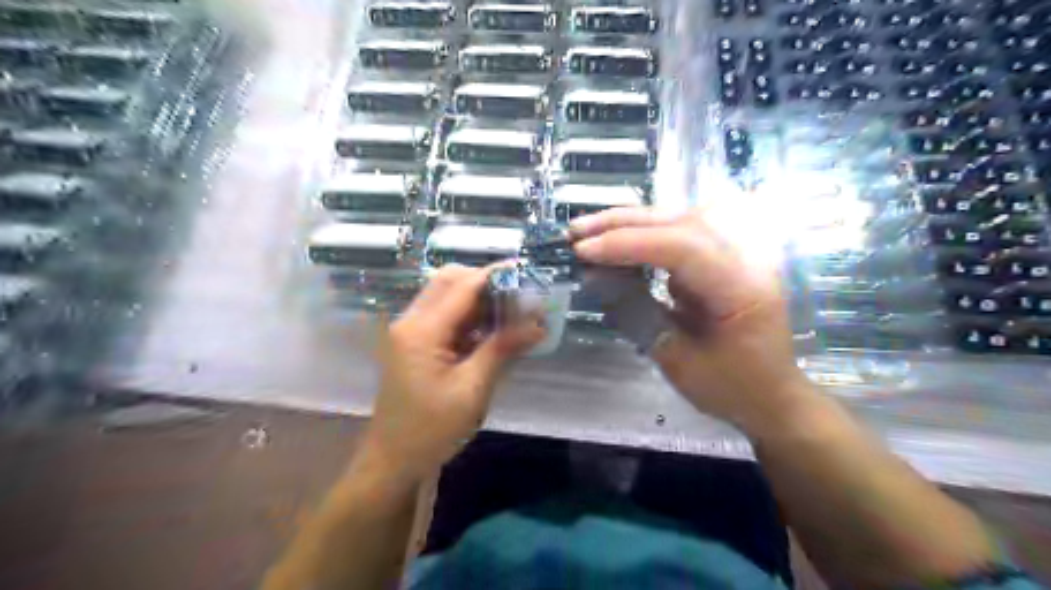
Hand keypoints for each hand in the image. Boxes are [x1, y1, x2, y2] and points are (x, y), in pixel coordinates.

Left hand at [361, 266, 542, 481]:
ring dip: (477, 298)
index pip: (463, 287)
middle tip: (518, 295)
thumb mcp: (472, 389)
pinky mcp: (412, 343)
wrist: (393, 460)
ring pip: (444, 295)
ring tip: (510, 311)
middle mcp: (410, 321)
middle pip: (449, 281)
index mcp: (422, 331)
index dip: (495, 275)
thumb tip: (537, 325)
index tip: (526, 270)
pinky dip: (467, 315)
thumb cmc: (432, 429)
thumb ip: (502, 349)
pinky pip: (442, 315)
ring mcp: (408, 331)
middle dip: (485, 281)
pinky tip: (490, 329)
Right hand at [575, 207, 810, 432]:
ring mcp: (734, 254)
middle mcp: (744, 258)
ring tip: (588, 230)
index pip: (682, 247)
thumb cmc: (732, 387)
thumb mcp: (679, 362)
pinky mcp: (720, 259)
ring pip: (678, 220)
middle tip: (576, 232)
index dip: (629, 244)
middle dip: (623, 224)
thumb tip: (595, 279)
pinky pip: (678, 235)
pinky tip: (616, 240)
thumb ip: (638, 315)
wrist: (773, 395)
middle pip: (680, 223)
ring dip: (630, 222)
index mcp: (742, 287)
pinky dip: (643, 235)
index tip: (584, 251)